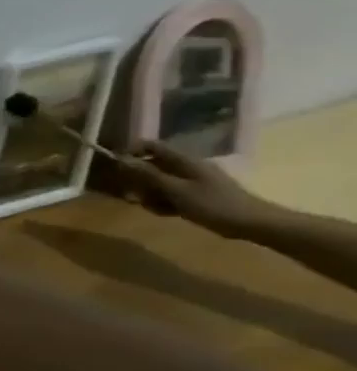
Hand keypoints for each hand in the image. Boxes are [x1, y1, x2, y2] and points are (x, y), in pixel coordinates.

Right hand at [122, 140, 271, 236]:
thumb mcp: (176, 190)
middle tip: (133, 196)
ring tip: (154, 208)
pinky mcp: (195, 194)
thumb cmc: (214, 205)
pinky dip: (163, 202)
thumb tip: (122, 159)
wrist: (254, 224)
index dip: (131, 151)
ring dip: (150, 194)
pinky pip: (169, 194)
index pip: (151, 146)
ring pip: (158, 182)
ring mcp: (192, 181)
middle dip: (138, 180)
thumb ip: (148, 174)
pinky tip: (166, 213)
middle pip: (151, 166)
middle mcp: (187, 167)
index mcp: (184, 161)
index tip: (116, 166)